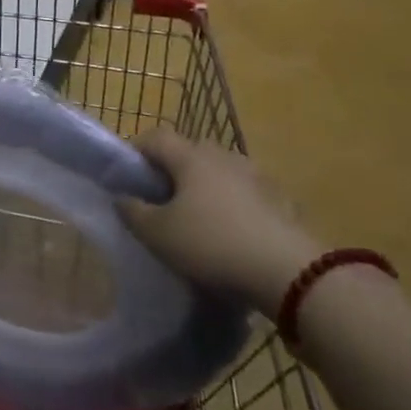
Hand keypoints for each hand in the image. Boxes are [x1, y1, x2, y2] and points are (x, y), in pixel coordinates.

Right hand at [117, 129, 321, 313]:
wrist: (289, 273)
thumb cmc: (212, 245)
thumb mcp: (158, 234)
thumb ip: (133, 212)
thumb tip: (121, 197)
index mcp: (191, 156)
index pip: (154, 136)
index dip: (135, 150)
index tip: (126, 175)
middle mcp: (223, 156)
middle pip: (189, 151)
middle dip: (171, 170)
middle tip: (160, 199)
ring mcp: (256, 176)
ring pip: (219, 171)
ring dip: (204, 187)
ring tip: (198, 218)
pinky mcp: (281, 200)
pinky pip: (246, 194)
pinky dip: (233, 204)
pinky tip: (232, 233)